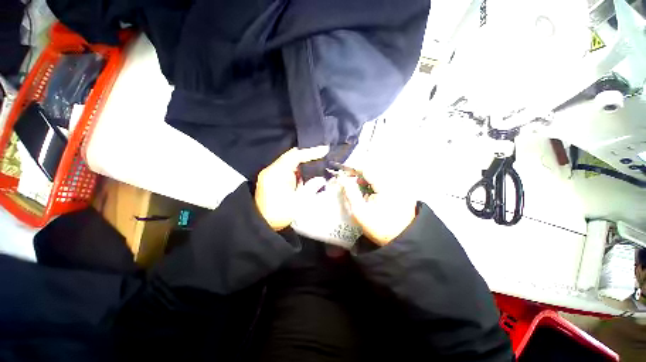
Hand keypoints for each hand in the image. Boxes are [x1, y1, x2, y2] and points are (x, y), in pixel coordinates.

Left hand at [255, 146, 328, 230]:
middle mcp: (272, 170)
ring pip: (290, 161)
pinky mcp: (273, 178)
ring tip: (318, 162)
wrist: (262, 225)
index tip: (324, 150)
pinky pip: (288, 168)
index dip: (310, 152)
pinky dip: (298, 169)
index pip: (294, 155)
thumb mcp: (297, 203)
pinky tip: (307, 172)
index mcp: (276, 173)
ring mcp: (271, 173)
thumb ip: (310, 189)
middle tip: (323, 155)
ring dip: (303, 162)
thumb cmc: (278, 215)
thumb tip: (321, 180)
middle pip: (292, 156)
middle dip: (308, 155)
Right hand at [339, 168, 416, 245]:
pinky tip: (370, 193)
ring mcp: (400, 187)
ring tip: (358, 188)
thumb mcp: (360, 211)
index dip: (354, 169)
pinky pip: (385, 182)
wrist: (401, 240)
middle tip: (349, 182)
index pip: (367, 169)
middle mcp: (395, 182)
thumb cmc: (379, 227)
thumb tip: (342, 178)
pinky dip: (374, 185)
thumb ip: (350, 192)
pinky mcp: (401, 192)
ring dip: (367, 180)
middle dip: (359, 175)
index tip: (343, 174)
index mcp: (386, 186)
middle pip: (373, 171)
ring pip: (379, 176)